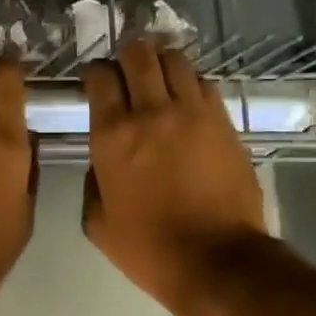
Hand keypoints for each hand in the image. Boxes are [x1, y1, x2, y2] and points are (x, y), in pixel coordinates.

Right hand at [82, 41, 270, 315]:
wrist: (216, 260)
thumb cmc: (150, 249)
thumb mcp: (98, 225)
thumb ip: (92, 184)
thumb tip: (100, 162)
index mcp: (112, 136)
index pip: (100, 78)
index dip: (95, 75)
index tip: (95, 84)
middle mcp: (151, 112)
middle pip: (138, 54)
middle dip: (127, 57)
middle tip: (126, 73)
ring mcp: (193, 112)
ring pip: (175, 60)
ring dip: (161, 63)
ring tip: (158, 80)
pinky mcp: (224, 122)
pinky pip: (204, 83)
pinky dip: (189, 83)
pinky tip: (185, 101)